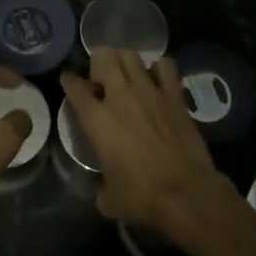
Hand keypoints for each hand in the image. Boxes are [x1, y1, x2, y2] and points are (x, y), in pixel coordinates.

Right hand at [59, 48, 232, 238]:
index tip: (69, 80)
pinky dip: (159, 68)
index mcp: (97, 119)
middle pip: (103, 57)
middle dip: (98, 63)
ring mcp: (149, 91)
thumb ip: (101, 189)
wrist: (186, 192)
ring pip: (131, 56)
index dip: (69, 80)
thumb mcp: (110, 199)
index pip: (75, 87)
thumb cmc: (142, 196)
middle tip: (102, 80)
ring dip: (125, 62)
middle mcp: (120, 96)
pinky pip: (166, 66)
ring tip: (127, 76)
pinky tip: (158, 80)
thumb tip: (103, 192)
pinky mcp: (174, 96)